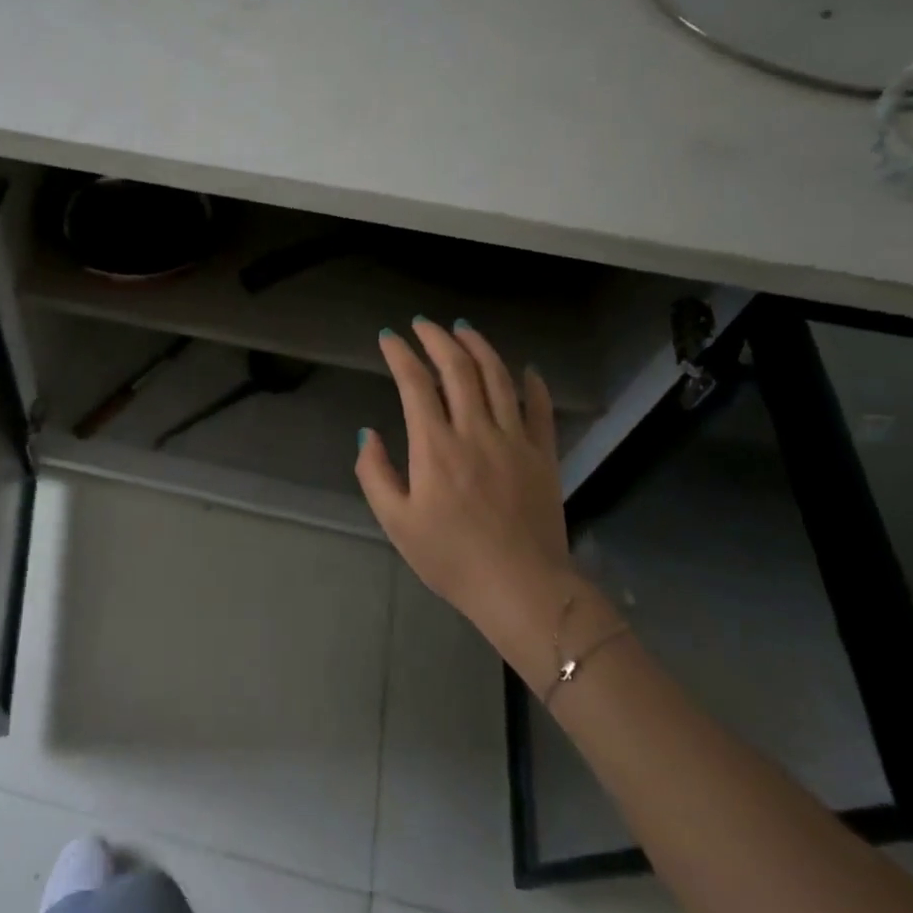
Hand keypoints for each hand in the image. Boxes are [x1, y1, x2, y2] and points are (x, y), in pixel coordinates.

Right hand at [355, 319, 569, 632]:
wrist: (522, 589)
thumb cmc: (451, 558)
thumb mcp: (396, 522)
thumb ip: (376, 474)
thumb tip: (369, 434)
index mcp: (436, 446)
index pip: (415, 384)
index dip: (400, 354)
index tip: (389, 338)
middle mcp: (475, 431)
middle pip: (458, 368)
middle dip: (438, 338)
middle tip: (424, 323)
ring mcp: (514, 440)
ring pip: (498, 378)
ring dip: (479, 347)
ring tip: (463, 329)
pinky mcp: (543, 455)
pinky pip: (539, 408)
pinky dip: (531, 383)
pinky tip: (523, 368)